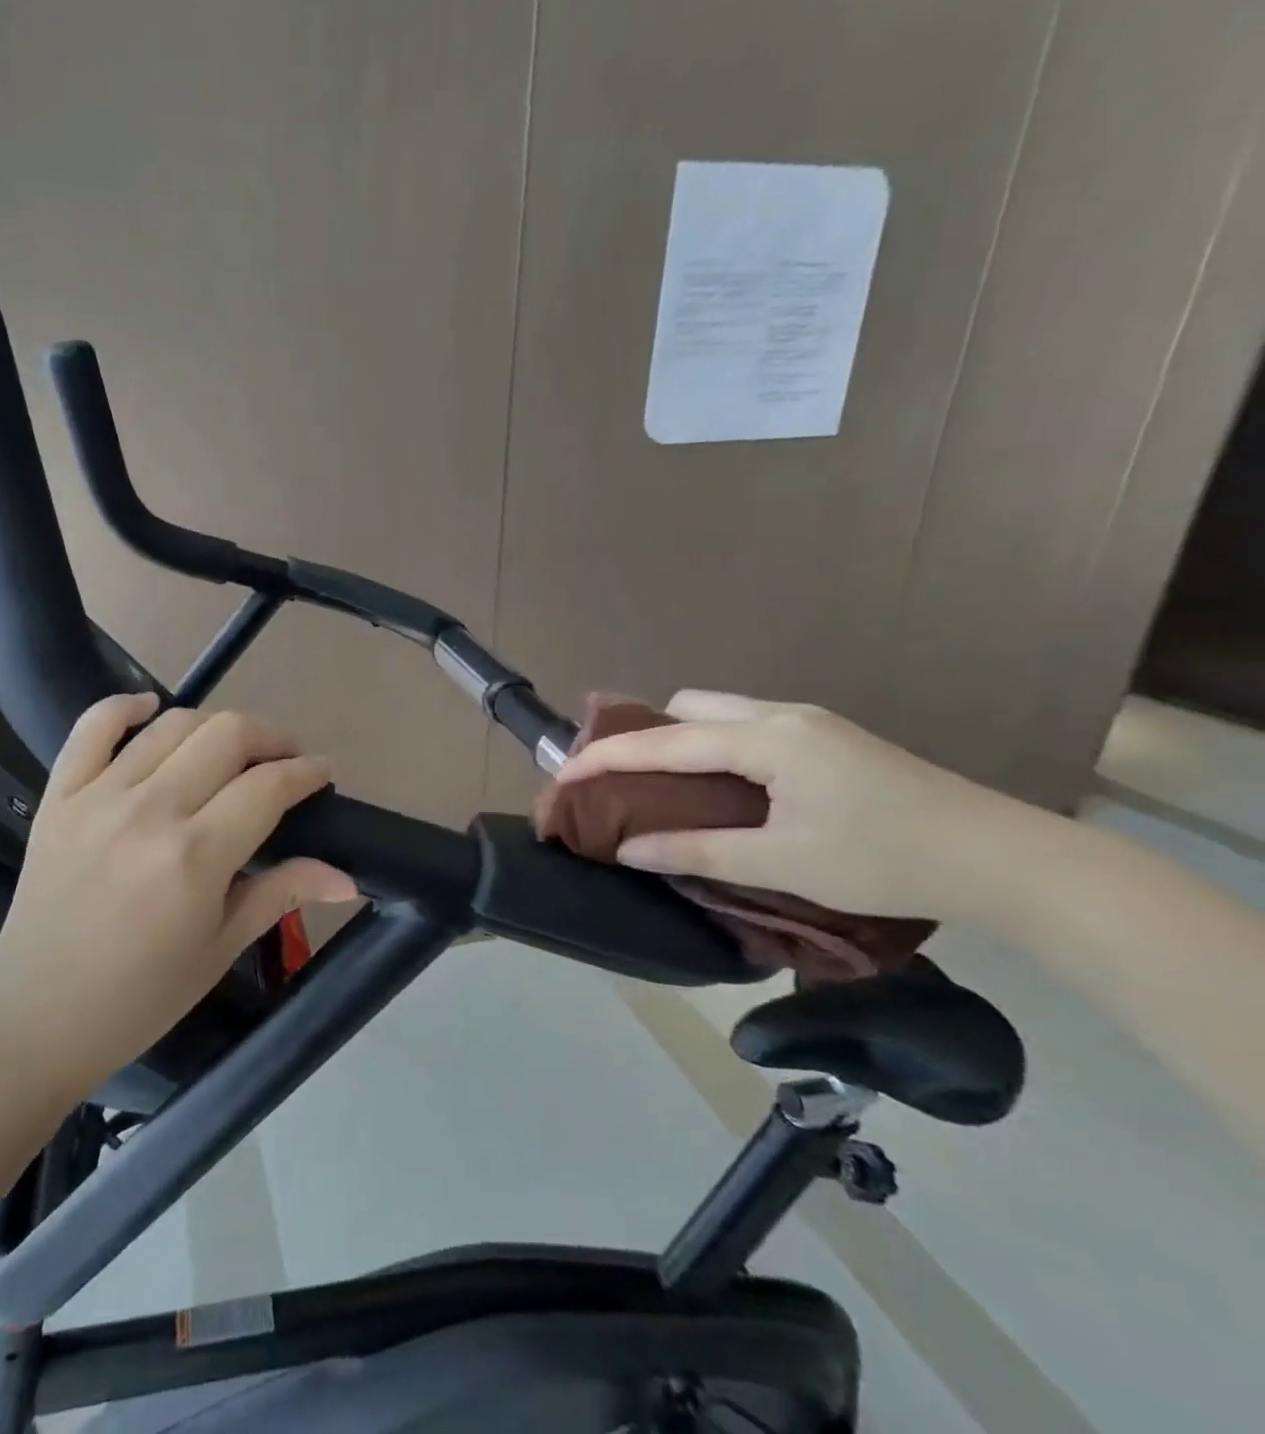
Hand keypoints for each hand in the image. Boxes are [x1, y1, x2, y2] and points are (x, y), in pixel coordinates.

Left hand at [0, 694, 356, 1106]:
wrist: (37, 1018)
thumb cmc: (140, 997)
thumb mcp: (219, 949)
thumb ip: (281, 894)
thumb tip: (347, 876)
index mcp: (196, 857)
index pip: (268, 785)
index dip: (306, 771)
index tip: (321, 773)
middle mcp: (150, 811)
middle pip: (227, 736)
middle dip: (271, 737)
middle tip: (284, 759)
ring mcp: (98, 797)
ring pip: (173, 725)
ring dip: (216, 724)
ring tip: (231, 748)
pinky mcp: (58, 795)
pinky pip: (92, 728)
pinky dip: (124, 706)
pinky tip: (150, 707)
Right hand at [556, 689, 1029, 921]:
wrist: (1005, 860)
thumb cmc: (885, 859)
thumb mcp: (782, 861)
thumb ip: (698, 852)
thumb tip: (630, 849)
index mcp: (766, 738)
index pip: (664, 740)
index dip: (606, 756)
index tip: (562, 774)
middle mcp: (783, 715)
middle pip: (689, 705)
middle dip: (645, 734)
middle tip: (623, 779)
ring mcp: (811, 723)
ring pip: (721, 712)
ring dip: (682, 738)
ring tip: (665, 785)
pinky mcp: (831, 740)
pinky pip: (748, 727)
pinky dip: (715, 746)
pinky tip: (723, 787)